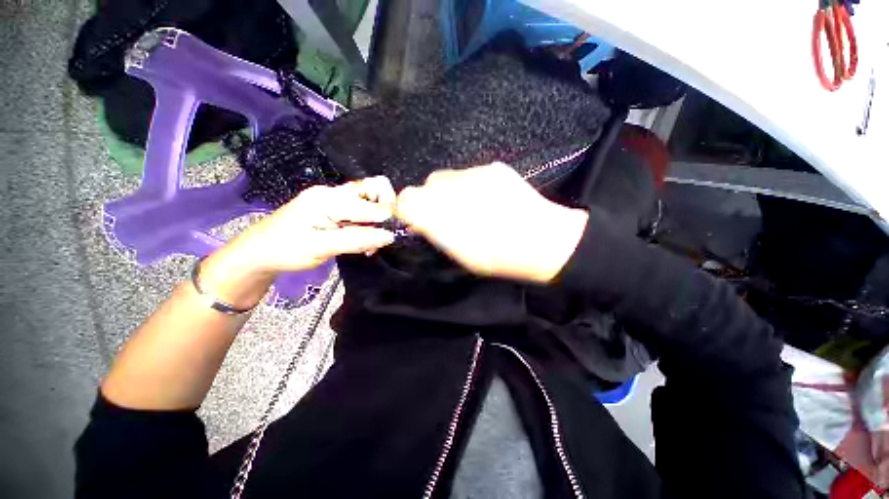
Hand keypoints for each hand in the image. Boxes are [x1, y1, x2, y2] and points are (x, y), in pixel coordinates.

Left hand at [201, 176, 396, 307]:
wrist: (257, 252)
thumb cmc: (285, 250)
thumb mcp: (321, 248)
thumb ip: (357, 240)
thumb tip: (389, 236)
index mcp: (329, 199)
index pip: (371, 202)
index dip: (388, 217)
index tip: (395, 235)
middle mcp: (334, 193)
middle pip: (374, 189)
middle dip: (386, 211)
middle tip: (383, 236)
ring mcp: (334, 200)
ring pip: (370, 201)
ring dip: (378, 220)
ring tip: (372, 244)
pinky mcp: (333, 209)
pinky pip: (360, 211)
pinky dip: (368, 225)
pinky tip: (364, 241)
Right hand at [395, 163, 588, 282]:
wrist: (542, 242)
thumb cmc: (497, 259)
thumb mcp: (458, 254)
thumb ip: (433, 232)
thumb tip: (418, 220)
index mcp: (442, 216)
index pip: (406, 200)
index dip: (407, 209)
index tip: (417, 220)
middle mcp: (453, 189)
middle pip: (426, 185)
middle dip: (430, 199)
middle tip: (446, 215)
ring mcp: (475, 174)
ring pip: (447, 177)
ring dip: (450, 191)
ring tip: (470, 206)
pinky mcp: (493, 168)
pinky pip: (469, 173)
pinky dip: (470, 185)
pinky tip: (488, 199)